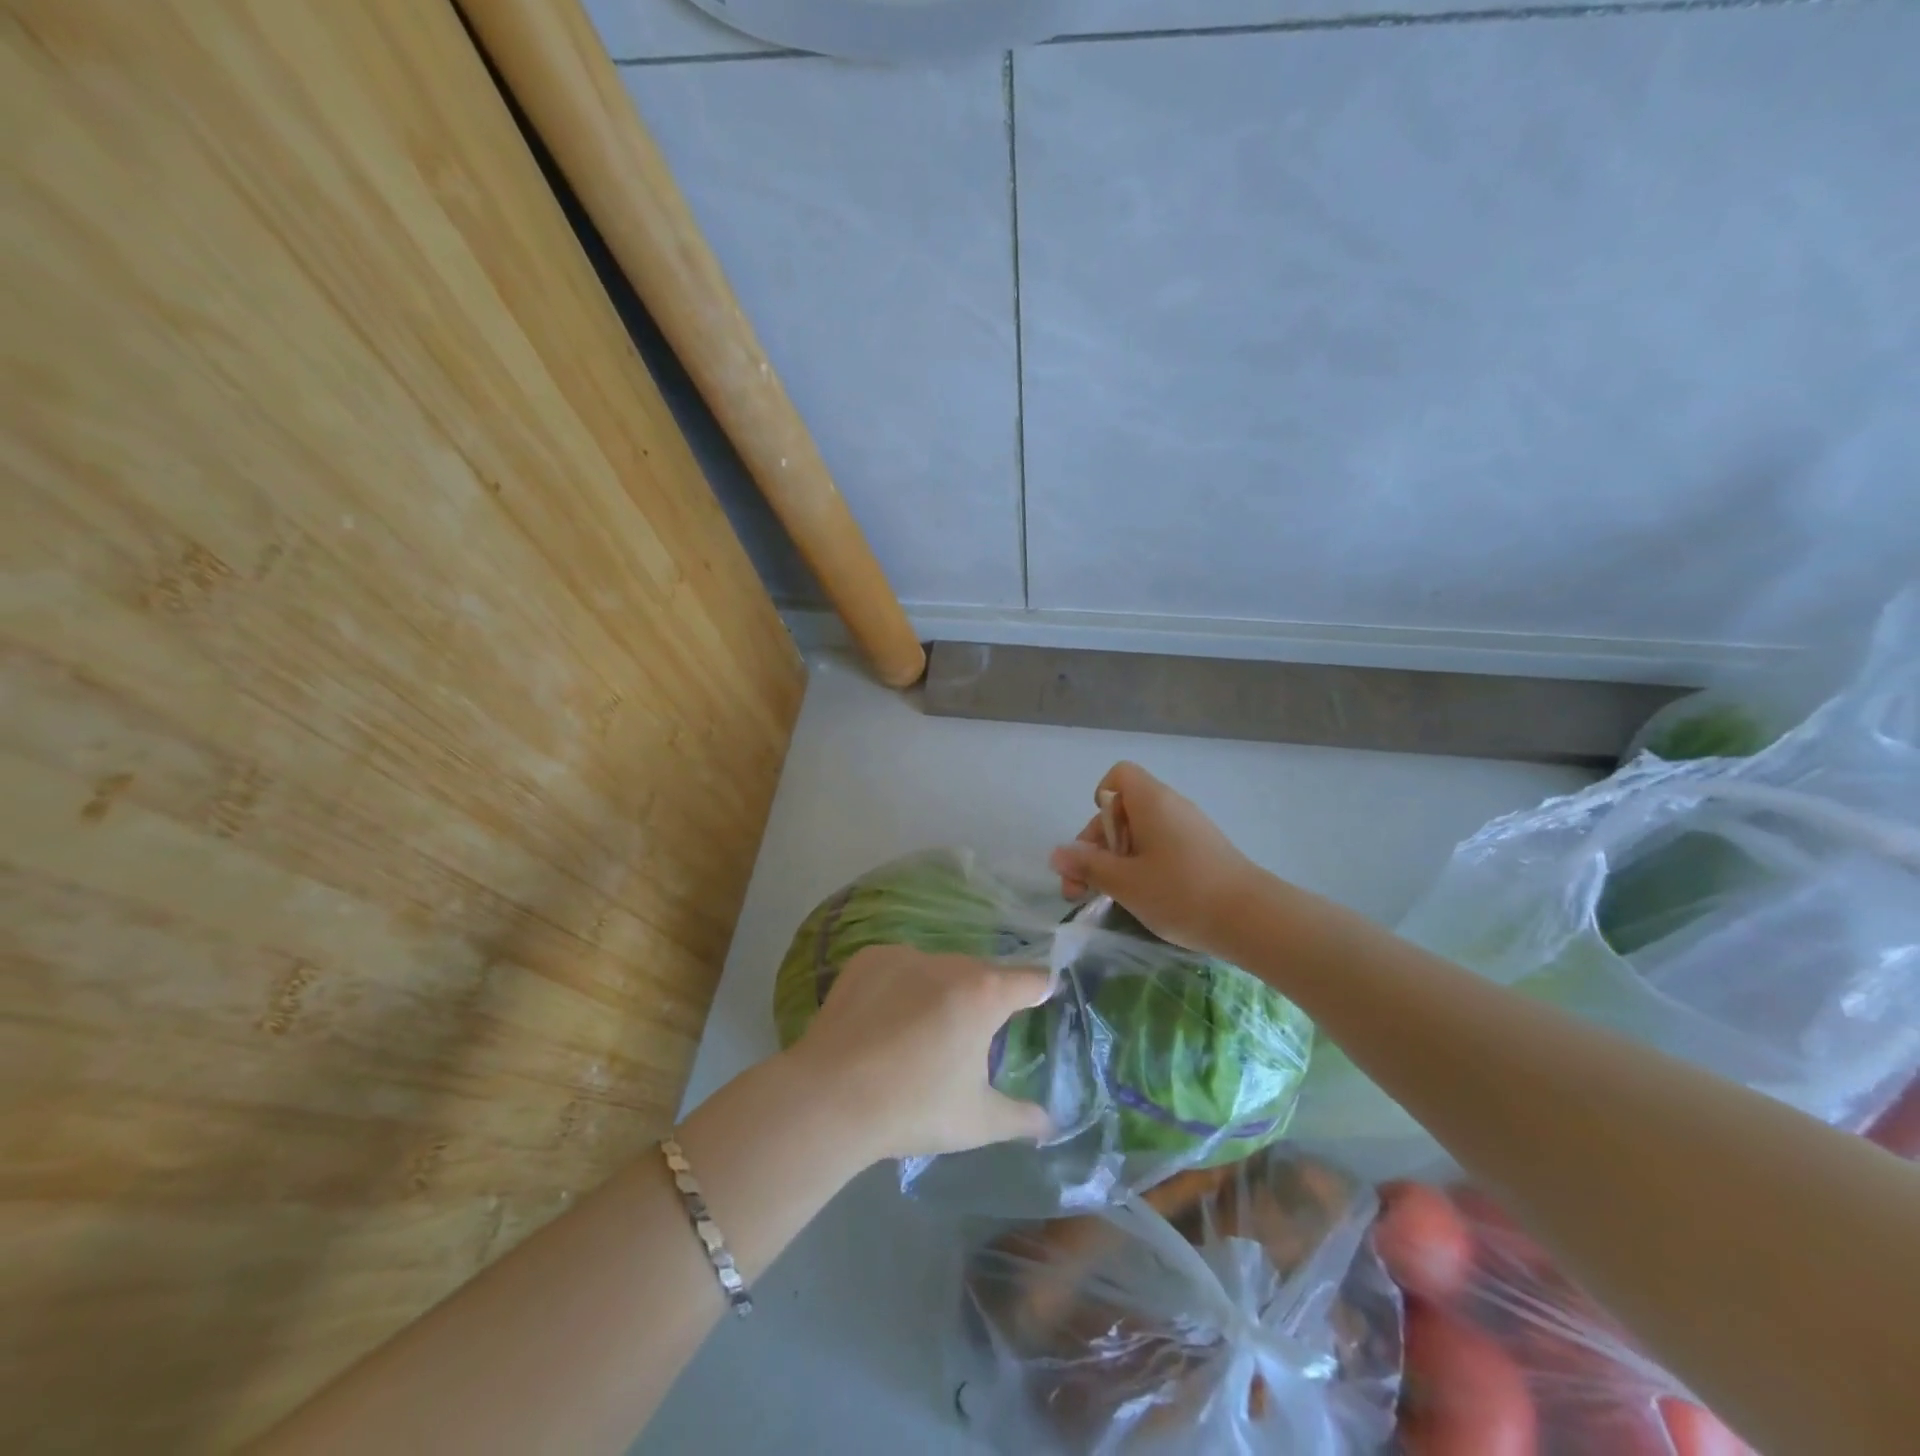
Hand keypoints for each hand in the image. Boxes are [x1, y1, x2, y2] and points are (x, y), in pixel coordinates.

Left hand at [783, 945, 1054, 1161]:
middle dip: (985, 998)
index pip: (1031, 979)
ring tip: (923, 1033)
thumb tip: (1050, 1121)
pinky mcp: (868, 958)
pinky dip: (902, 986)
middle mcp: (949, 962)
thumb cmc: (913, 1107)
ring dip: (942, 991)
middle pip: (982, 973)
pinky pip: (900, 967)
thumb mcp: (978, 1121)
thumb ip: (1022, 1117)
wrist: (830, 1097)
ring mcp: (905, 954)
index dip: (1041, 989)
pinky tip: (886, 1020)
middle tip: (972, 1037)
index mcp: (984, 993)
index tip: (1042, 999)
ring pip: (939, 968)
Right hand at [1048, 761, 1262, 955]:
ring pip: (1141, 833)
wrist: (1252, 919)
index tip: (1099, 840)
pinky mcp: (1202, 852)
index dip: (1101, 800)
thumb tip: (1056, 854)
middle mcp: (1171, 807)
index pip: (1118, 776)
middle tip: (1082, 888)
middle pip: (1123, 810)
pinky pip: (1161, 847)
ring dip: (1117, 861)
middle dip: (1097, 846)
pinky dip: (1143, 866)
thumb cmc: (1181, 892)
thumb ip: (1087, 866)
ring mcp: (1190, 830)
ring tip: (1108, 898)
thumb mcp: (1124, 882)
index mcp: (1151, 802)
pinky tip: (1142, 899)